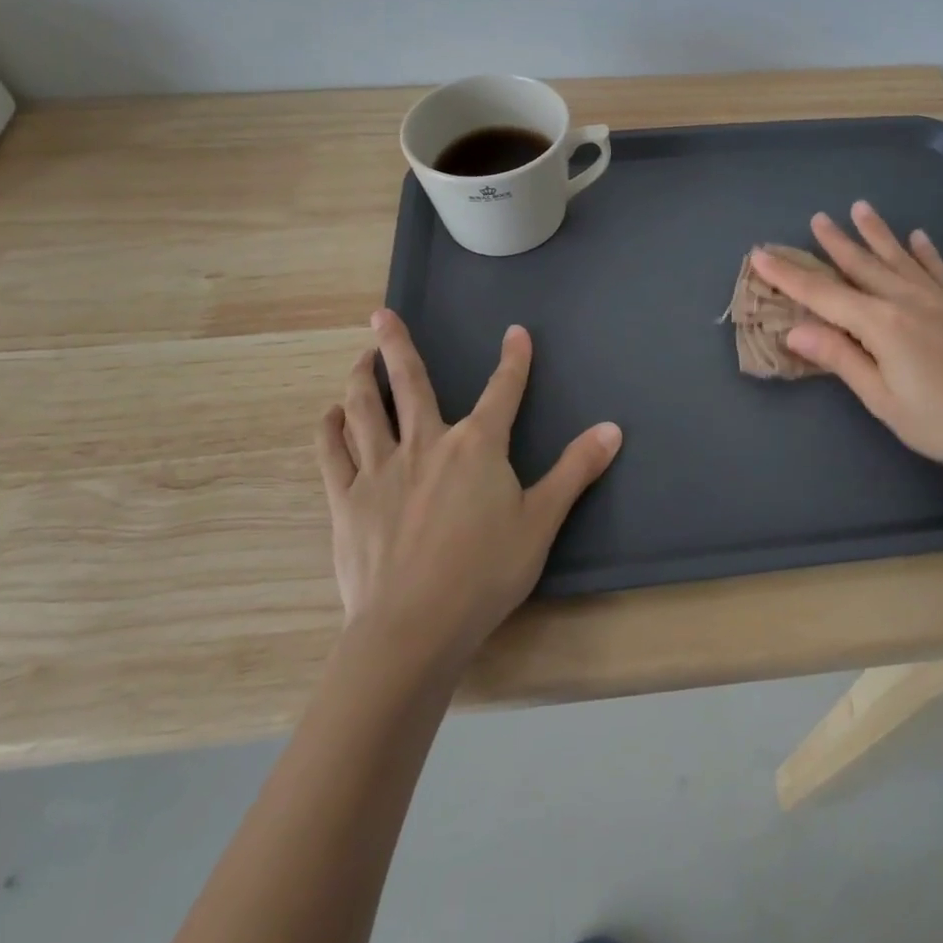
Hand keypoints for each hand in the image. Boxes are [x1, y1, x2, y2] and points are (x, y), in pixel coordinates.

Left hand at [314, 309, 621, 669]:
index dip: (514, 359)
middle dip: (397, 345)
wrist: (413, 627)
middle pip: (410, 383)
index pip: (503, 390)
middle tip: (381, 314)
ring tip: (359, 358)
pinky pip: (333, 453)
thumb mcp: (542, 521)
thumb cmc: (485, 572)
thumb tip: (613, 429)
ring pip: (364, 409)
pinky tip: (330, 415)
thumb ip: (576, 470)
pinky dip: (331, 428)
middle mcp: (426, 443)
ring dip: (360, 378)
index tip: (516, 332)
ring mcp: (381, 468)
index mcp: (477, 445)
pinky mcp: (348, 499)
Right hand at [750, 201, 942, 477]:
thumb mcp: (883, 400)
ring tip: (860, 208)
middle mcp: (906, 299)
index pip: (822, 295)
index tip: (761, 254)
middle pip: (861, 265)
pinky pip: (939, 268)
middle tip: (816, 217)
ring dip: (876, 233)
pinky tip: (918, 237)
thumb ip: (841, 359)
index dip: (788, 275)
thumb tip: (795, 330)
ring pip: (898, 257)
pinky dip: (925, 250)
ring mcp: (939, 297)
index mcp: (881, 324)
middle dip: (835, 242)